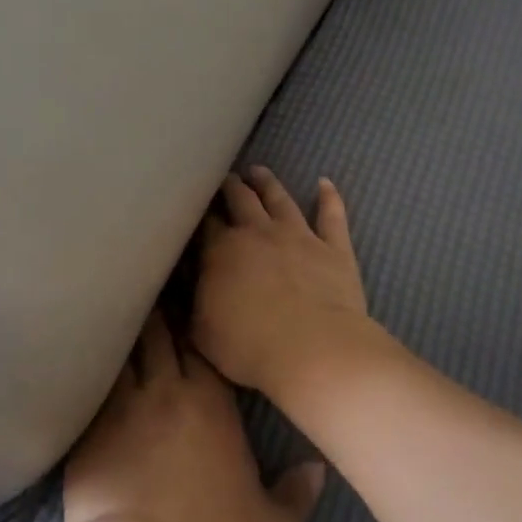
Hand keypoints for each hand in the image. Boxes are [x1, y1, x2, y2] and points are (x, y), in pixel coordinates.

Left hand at [64, 312, 323, 521]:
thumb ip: (297, 496)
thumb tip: (317, 469)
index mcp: (210, 400)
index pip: (199, 339)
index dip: (191, 317)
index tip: (187, 301)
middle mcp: (165, 389)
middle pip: (157, 330)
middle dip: (156, 311)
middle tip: (152, 298)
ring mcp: (121, 404)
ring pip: (122, 348)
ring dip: (123, 333)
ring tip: (118, 318)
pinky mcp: (89, 427)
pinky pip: (92, 384)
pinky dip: (95, 370)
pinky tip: (88, 364)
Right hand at [192, 168, 375, 403]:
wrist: (313, 350)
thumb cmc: (249, 346)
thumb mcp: (202, 331)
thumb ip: (194, 303)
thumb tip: (187, 285)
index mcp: (221, 250)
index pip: (206, 224)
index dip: (200, 214)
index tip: (197, 208)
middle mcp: (258, 232)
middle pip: (241, 199)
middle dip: (231, 187)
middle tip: (225, 179)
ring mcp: (299, 236)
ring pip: (280, 199)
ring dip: (268, 183)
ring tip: (259, 171)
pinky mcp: (334, 248)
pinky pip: (331, 215)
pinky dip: (329, 197)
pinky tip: (325, 183)